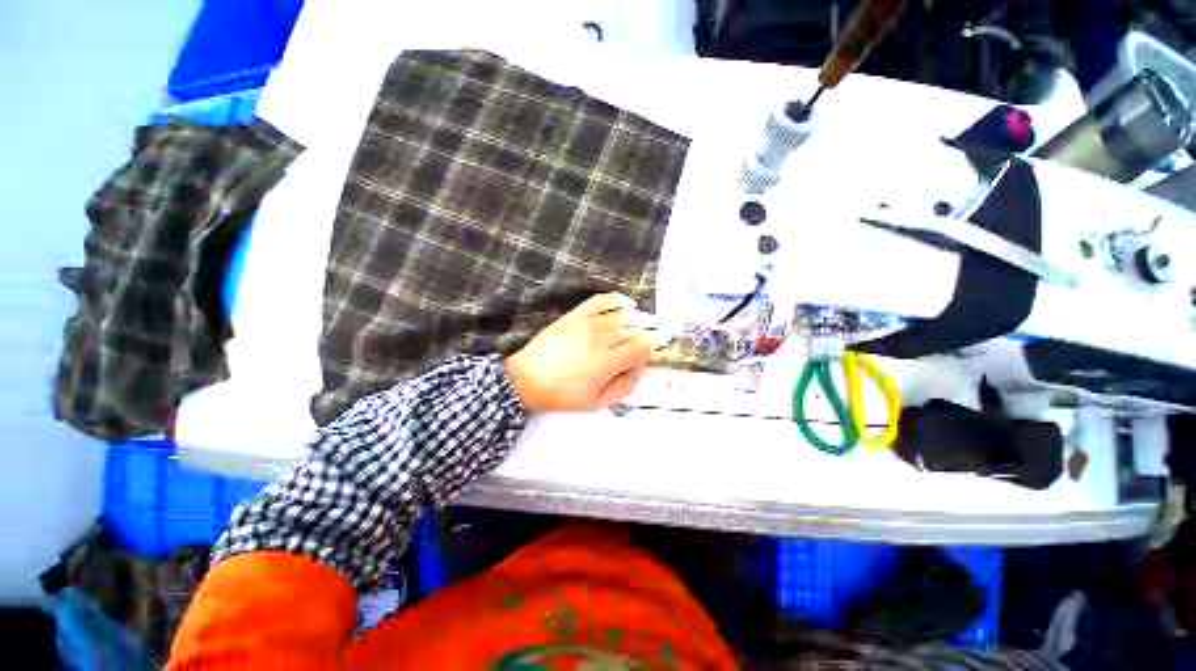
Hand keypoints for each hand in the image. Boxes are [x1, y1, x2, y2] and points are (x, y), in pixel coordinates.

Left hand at [505, 293, 652, 411]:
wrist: (527, 379)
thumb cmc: (562, 394)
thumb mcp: (596, 402)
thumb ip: (623, 387)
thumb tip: (638, 369)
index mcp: (607, 362)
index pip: (642, 348)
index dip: (648, 353)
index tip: (643, 359)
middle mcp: (601, 338)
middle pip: (634, 332)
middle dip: (640, 341)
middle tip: (636, 351)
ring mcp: (587, 323)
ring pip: (622, 317)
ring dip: (633, 324)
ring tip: (633, 331)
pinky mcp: (575, 315)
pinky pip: (601, 300)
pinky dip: (617, 300)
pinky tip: (625, 305)